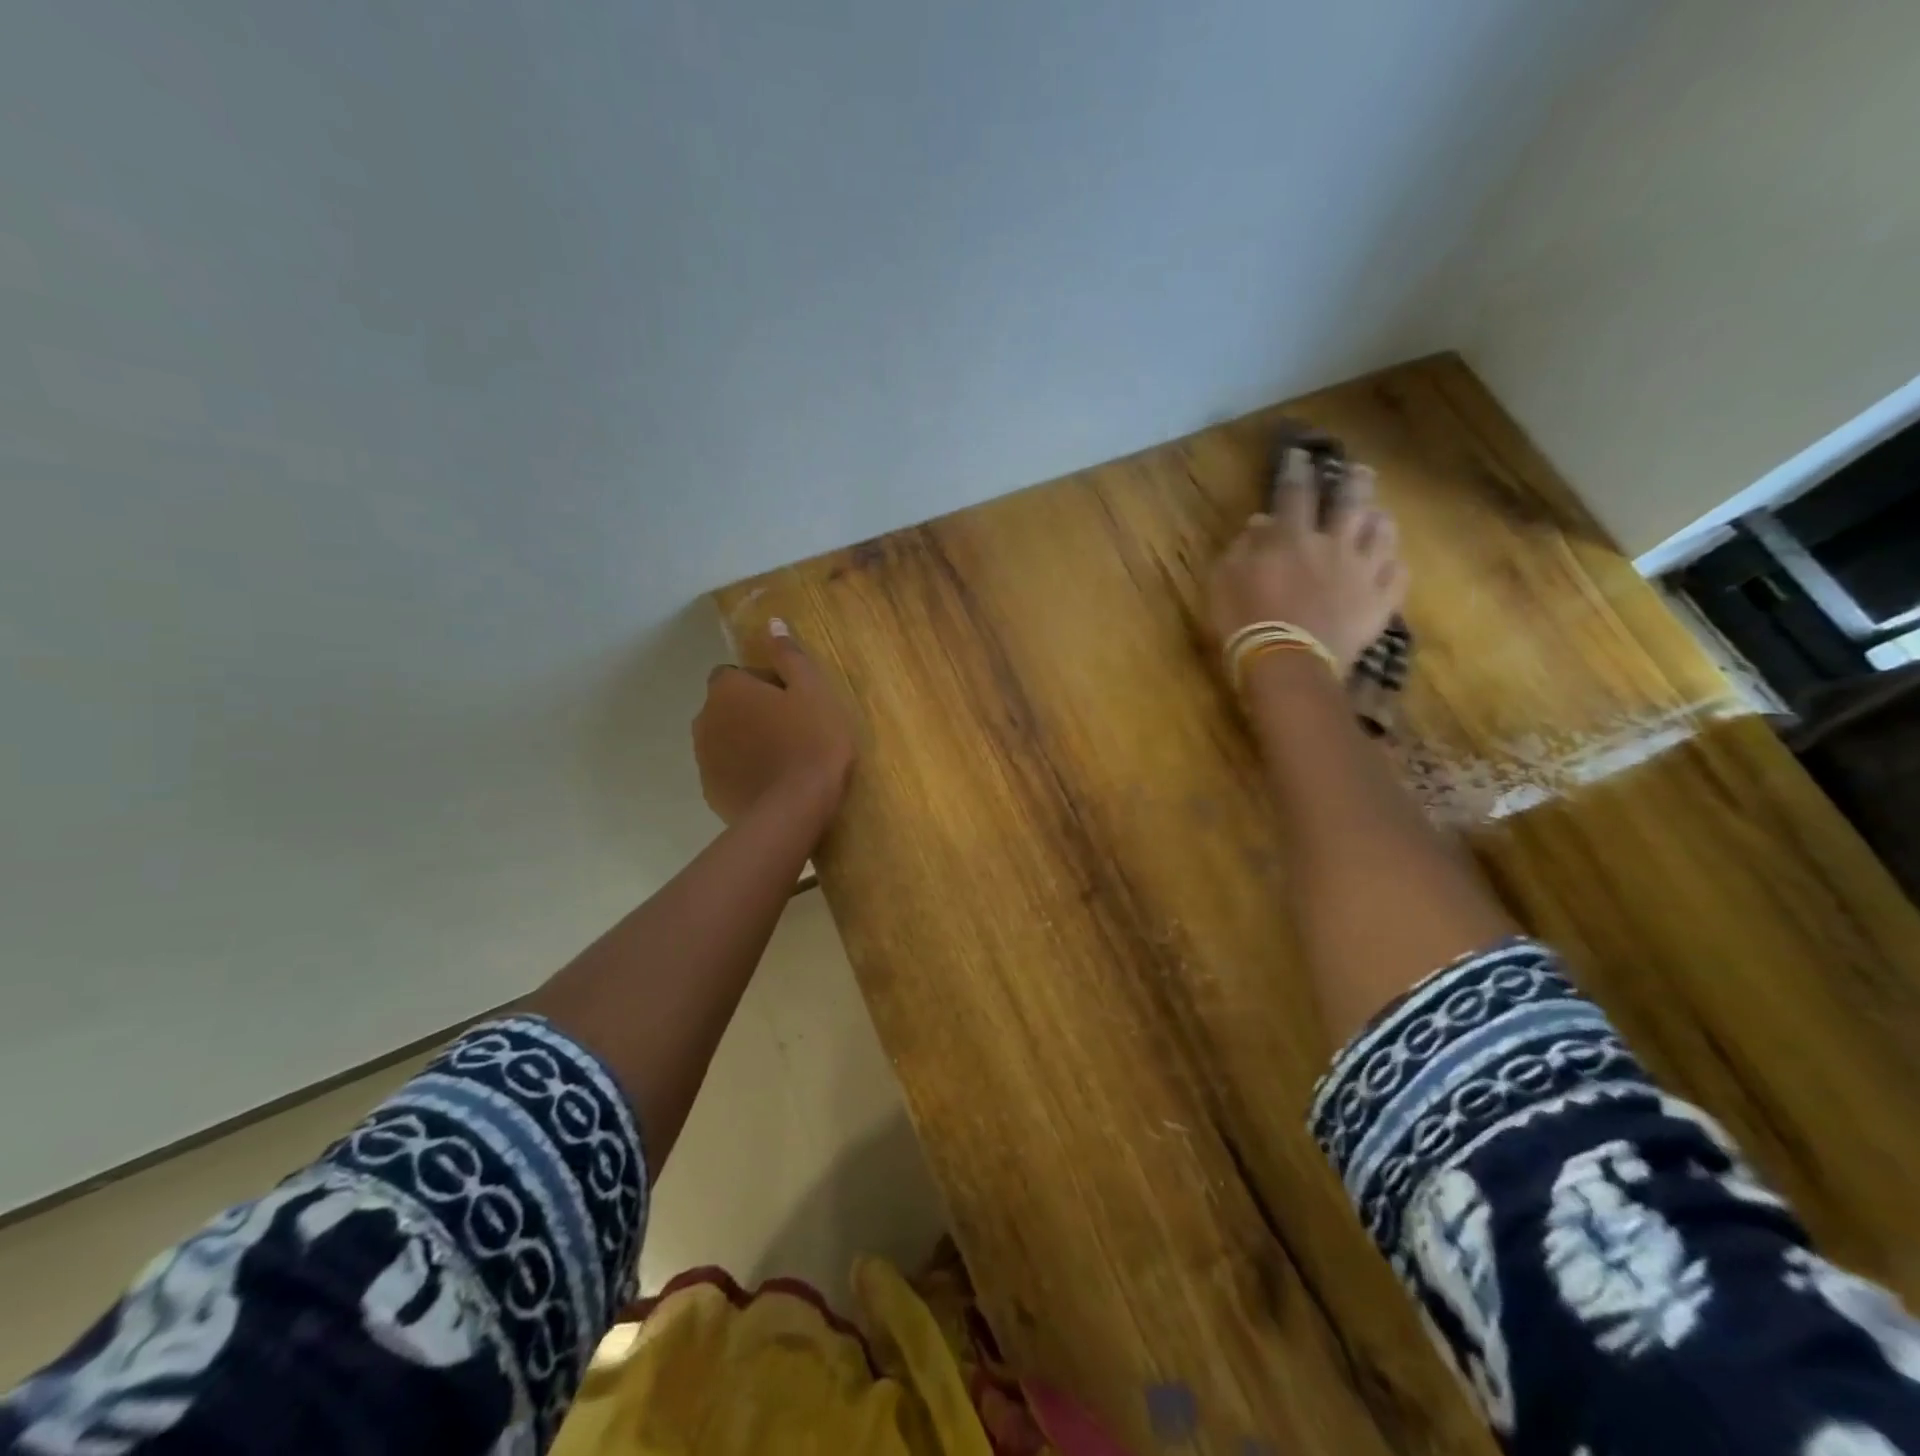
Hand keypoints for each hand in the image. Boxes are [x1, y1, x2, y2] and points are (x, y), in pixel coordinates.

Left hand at [693, 620, 856, 827]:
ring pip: (725, 739)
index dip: (764, 684)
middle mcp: (705, 718)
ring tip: (783, 759)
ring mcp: (704, 758)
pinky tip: (772, 784)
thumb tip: (771, 622)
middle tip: (792, 730)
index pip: (736, 675)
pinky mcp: (711, 791)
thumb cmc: (812, 741)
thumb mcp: (813, 690)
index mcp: (727, 689)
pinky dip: (744, 772)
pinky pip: (728, 771)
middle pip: (728, 707)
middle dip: (752, 713)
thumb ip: (789, 655)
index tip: (792, 702)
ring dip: (746, 742)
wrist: (796, 808)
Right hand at [1208, 448, 1407, 672]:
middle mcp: (1334, 545)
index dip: (1297, 470)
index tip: (1300, 454)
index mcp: (1292, 538)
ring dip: (1380, 521)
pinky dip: (1396, 566)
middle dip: (1354, 482)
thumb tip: (1260, 521)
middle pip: (1351, 502)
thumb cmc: (1244, 621)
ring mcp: (1363, 573)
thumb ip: (1242, 547)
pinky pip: (1399, 576)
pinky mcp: (1380, 603)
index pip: (1296, 492)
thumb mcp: (1225, 581)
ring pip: (1383, 534)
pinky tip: (1392, 565)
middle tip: (1359, 471)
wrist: (1287, 664)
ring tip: (1379, 516)